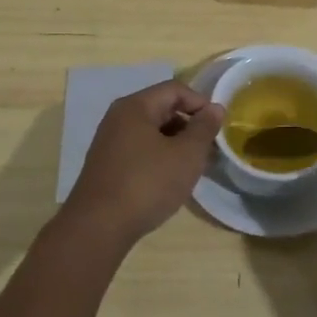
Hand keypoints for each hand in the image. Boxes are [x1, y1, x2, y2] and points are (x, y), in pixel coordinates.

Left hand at [64, 81, 224, 245]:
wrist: (98, 227)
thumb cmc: (147, 184)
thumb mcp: (186, 155)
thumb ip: (204, 128)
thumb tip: (215, 108)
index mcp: (136, 106)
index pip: (175, 89)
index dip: (201, 103)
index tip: (217, 127)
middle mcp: (119, 117)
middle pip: (162, 108)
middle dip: (189, 125)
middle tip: (208, 150)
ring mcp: (109, 142)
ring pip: (151, 132)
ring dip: (175, 144)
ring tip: (192, 168)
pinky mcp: (107, 165)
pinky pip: (140, 150)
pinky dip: (159, 157)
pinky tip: (169, 180)